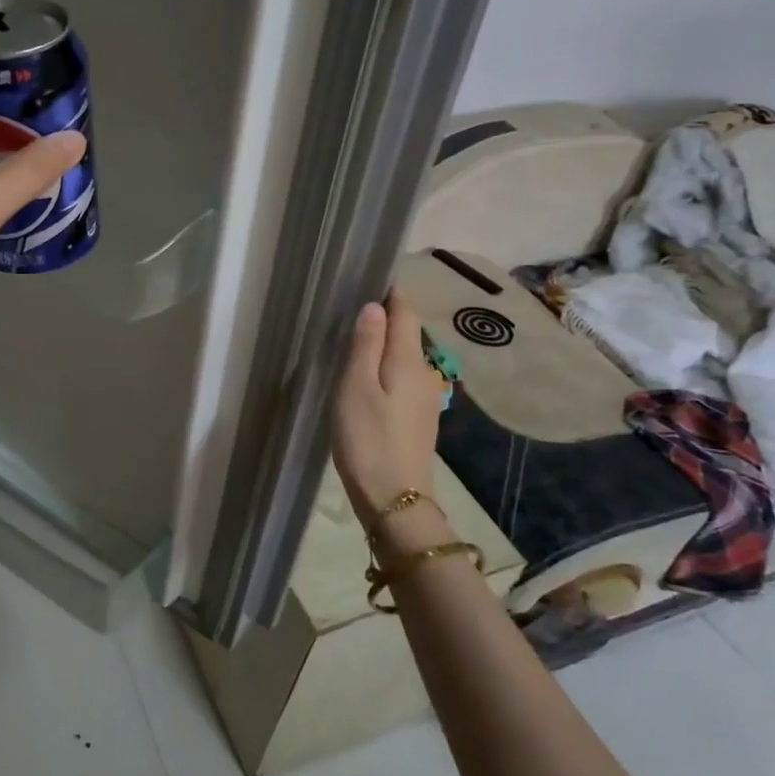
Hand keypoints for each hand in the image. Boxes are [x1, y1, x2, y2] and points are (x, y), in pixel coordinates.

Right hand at [330, 291, 444, 535]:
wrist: (395, 500)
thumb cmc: (368, 440)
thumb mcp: (356, 388)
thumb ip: (366, 345)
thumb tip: (375, 305)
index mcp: (408, 360)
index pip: (406, 311)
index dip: (390, 291)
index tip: (367, 275)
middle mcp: (424, 372)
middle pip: (407, 332)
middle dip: (384, 316)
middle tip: (349, 307)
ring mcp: (425, 397)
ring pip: (404, 357)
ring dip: (384, 344)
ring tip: (352, 340)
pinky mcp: (418, 417)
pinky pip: (402, 378)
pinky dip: (386, 369)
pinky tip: (366, 379)